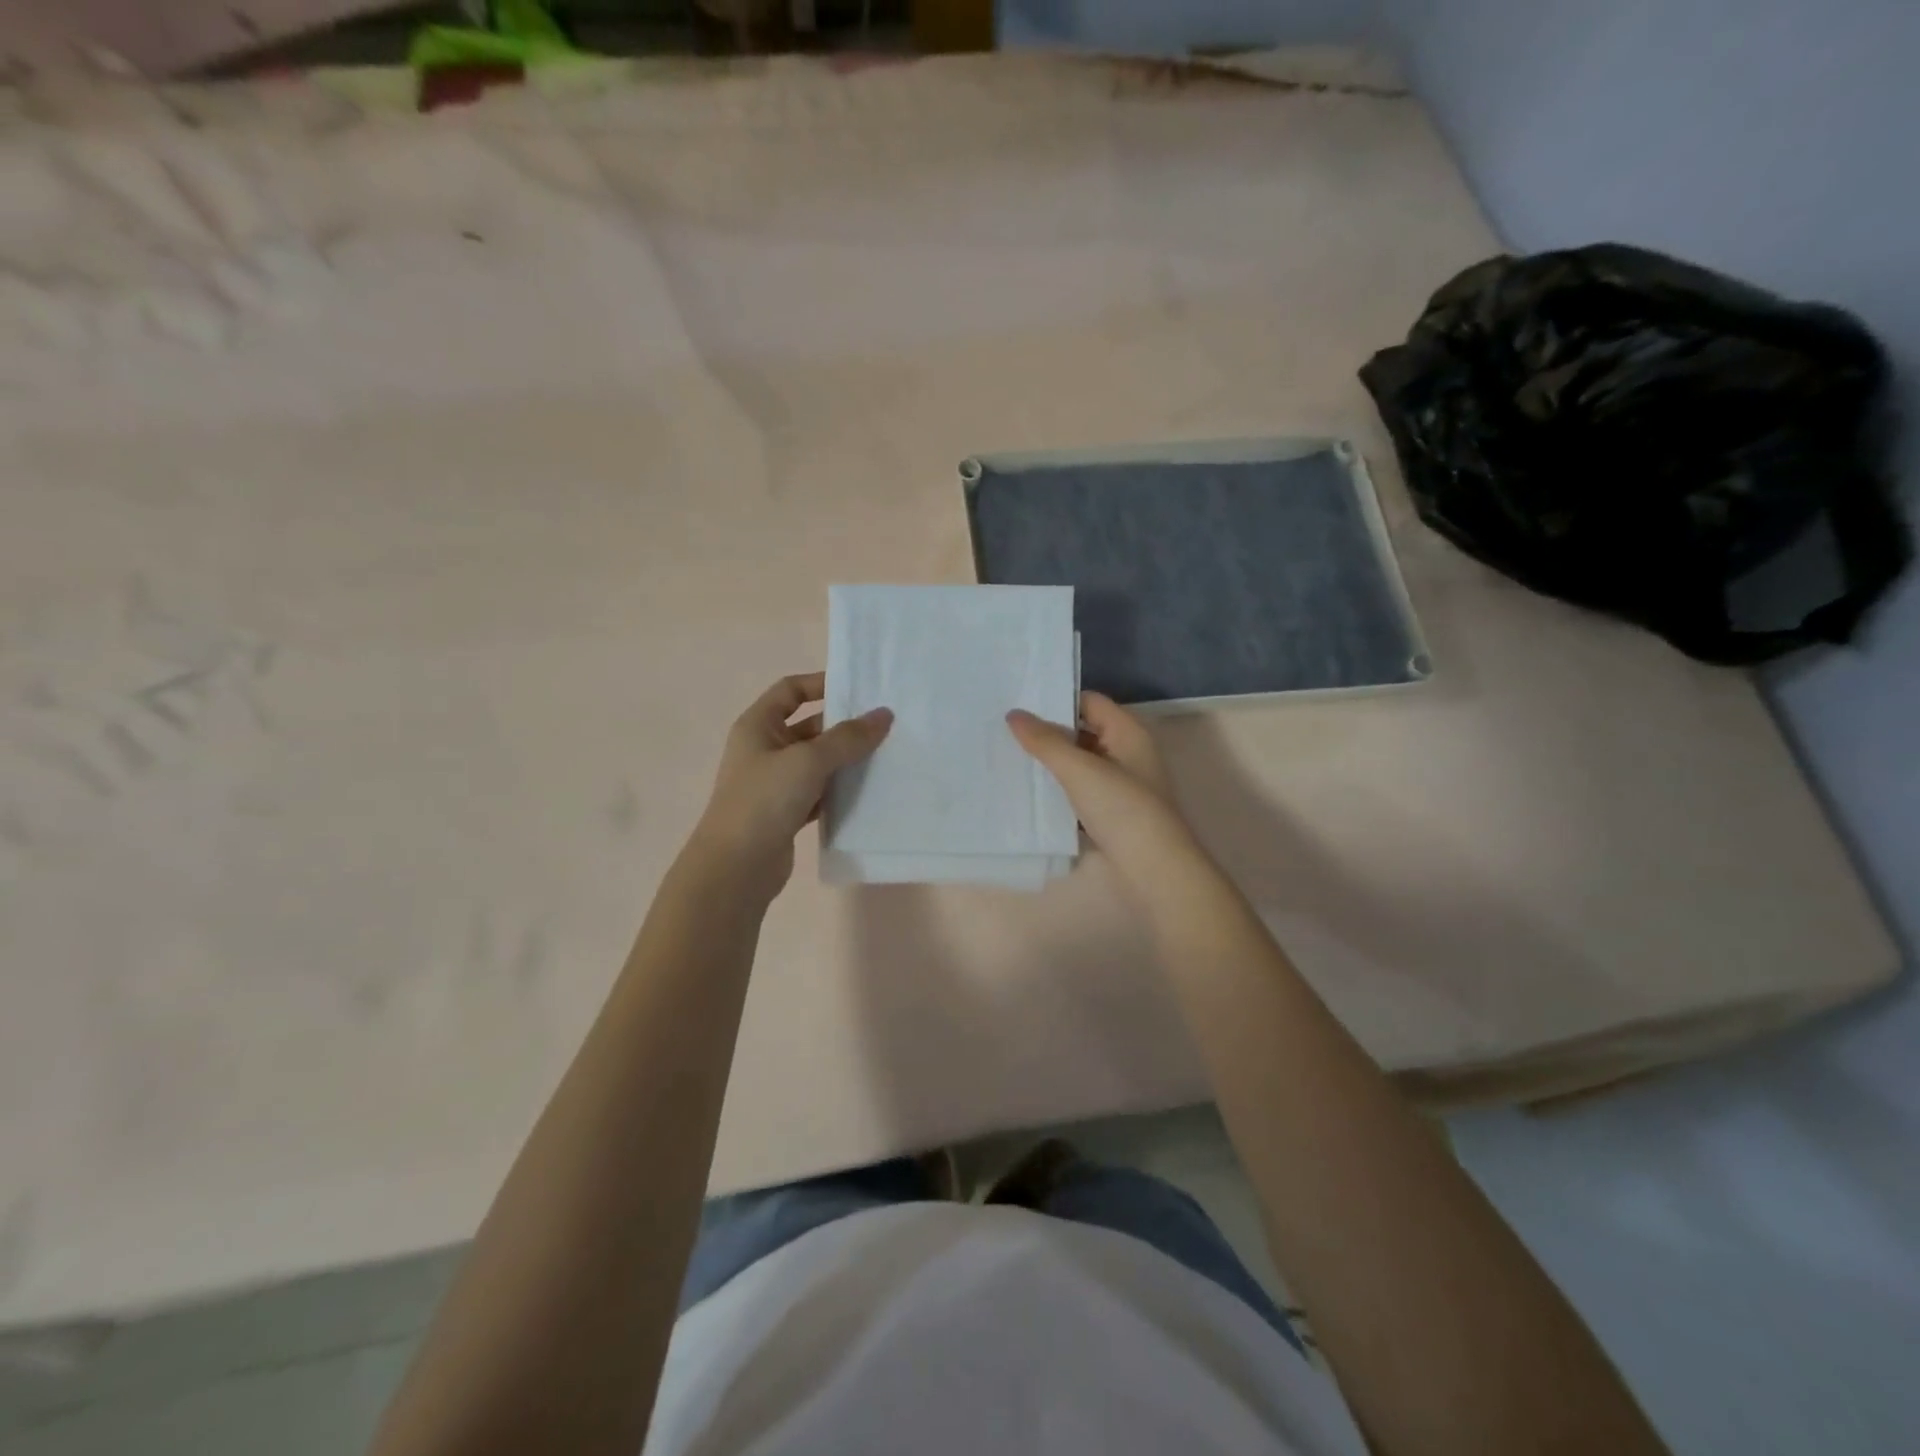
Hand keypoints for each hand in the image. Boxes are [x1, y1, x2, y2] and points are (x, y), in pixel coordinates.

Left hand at [692, 673, 891, 899]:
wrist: (736, 868)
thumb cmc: (764, 800)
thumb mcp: (808, 760)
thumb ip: (848, 737)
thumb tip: (884, 714)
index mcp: (758, 726)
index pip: (791, 690)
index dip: (821, 683)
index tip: (859, 687)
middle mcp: (764, 749)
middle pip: (809, 726)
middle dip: (843, 725)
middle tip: (885, 724)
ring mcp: (775, 783)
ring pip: (818, 762)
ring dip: (846, 759)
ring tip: (886, 755)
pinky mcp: (787, 812)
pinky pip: (820, 791)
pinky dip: (841, 789)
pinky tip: (869, 791)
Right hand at [1007, 692, 1189, 873]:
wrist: (1153, 871)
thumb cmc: (1122, 809)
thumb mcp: (1080, 770)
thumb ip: (1045, 741)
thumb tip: (1013, 714)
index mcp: (1129, 733)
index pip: (1089, 702)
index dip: (1057, 701)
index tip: (1019, 707)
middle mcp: (1128, 753)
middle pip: (1083, 732)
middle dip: (1049, 733)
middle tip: (1006, 732)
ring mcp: (1121, 785)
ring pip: (1080, 764)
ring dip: (1051, 763)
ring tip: (1010, 759)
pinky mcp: (1112, 813)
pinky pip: (1080, 791)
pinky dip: (1059, 790)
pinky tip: (1031, 794)